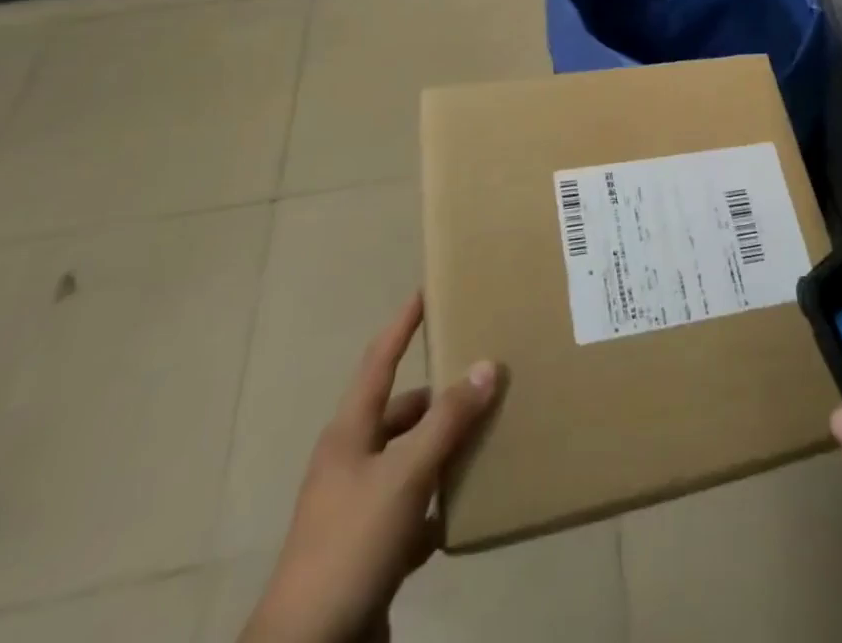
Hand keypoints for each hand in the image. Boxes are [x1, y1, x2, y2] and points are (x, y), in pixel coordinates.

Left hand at [241, 294, 502, 642]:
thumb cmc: (350, 547)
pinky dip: (441, 503)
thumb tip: (486, 365)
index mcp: (350, 433)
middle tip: (485, 373)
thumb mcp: (404, 476)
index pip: (380, 360)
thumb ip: (447, 421)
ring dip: (446, 449)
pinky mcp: (372, 551)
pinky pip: (415, 510)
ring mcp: (360, 509)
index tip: (427, 290)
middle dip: (441, 394)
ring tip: (491, 432)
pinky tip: (472, 503)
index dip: (403, 324)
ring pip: (412, 460)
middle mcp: (352, 462)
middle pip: (402, 412)